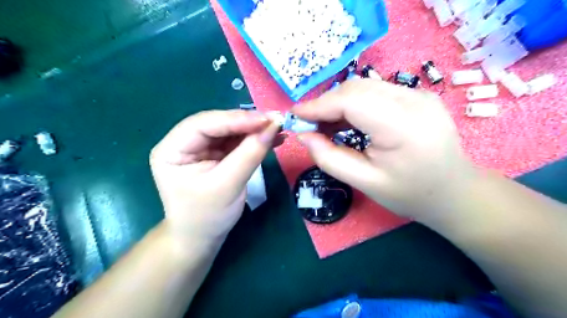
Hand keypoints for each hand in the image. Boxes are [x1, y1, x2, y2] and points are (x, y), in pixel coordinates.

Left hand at [150, 110, 280, 247]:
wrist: (203, 237)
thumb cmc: (207, 216)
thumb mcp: (228, 186)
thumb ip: (250, 154)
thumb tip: (274, 126)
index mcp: (171, 150)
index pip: (203, 124)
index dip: (236, 119)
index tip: (267, 119)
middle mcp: (183, 143)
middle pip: (218, 124)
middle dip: (248, 123)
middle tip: (276, 121)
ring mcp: (200, 148)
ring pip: (230, 130)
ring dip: (255, 130)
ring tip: (279, 129)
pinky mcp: (216, 154)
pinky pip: (236, 141)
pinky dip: (255, 139)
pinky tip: (273, 139)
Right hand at [293, 80, 476, 220]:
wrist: (455, 192)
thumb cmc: (410, 194)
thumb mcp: (365, 182)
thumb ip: (329, 158)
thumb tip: (303, 136)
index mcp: (403, 126)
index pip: (351, 101)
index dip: (318, 105)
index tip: (295, 115)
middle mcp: (414, 100)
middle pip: (356, 89)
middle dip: (326, 103)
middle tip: (309, 124)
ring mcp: (419, 94)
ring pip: (364, 87)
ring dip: (339, 102)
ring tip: (325, 124)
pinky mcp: (418, 95)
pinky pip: (376, 92)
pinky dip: (355, 103)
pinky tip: (348, 120)